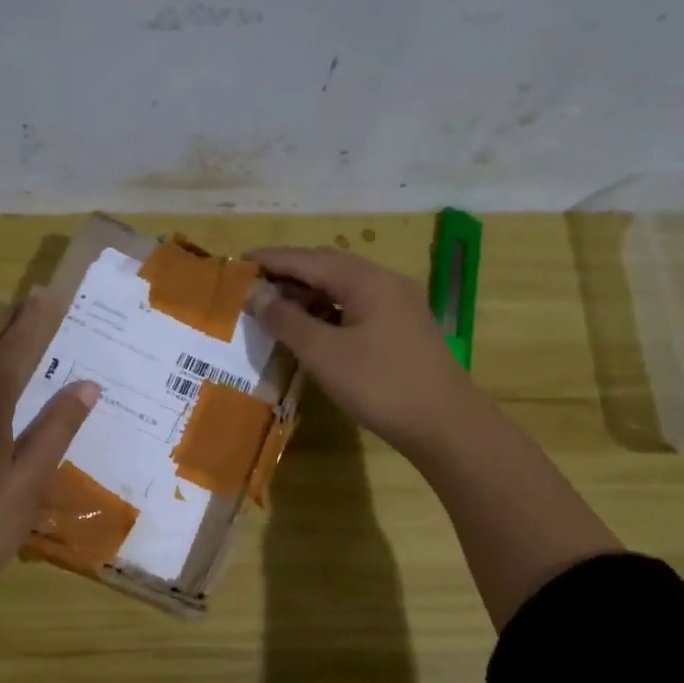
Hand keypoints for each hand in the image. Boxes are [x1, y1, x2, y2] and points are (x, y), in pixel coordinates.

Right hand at [246, 246, 476, 460]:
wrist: (445, 423)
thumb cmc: (379, 384)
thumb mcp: (323, 353)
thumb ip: (285, 319)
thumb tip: (254, 293)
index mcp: (364, 280)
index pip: (307, 259)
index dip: (271, 260)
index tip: (238, 262)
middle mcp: (384, 282)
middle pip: (327, 267)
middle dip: (288, 274)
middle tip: (253, 287)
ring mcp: (398, 305)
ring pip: (343, 288)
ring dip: (308, 294)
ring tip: (275, 309)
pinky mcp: (402, 328)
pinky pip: (356, 307)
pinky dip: (328, 311)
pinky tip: (311, 329)